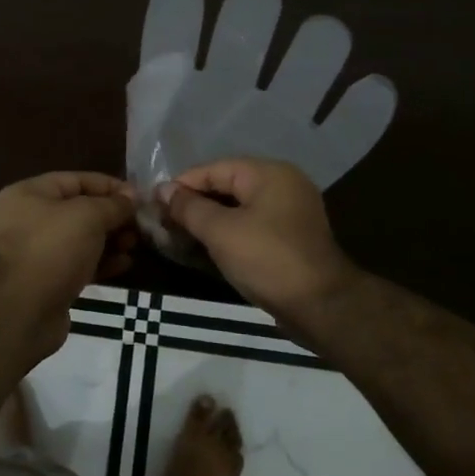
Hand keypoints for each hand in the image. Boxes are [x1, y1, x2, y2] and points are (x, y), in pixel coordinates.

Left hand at [0, 172, 136, 353]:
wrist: (25, 311)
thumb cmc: (54, 249)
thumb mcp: (89, 216)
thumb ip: (114, 204)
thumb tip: (132, 197)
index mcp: (28, 194)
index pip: (76, 180)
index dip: (110, 186)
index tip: (139, 197)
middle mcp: (26, 219)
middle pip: (78, 210)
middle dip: (112, 216)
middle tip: (140, 226)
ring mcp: (35, 252)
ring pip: (80, 239)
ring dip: (110, 240)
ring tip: (134, 245)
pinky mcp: (45, 280)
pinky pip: (77, 263)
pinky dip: (100, 262)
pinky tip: (124, 265)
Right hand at [160, 158, 357, 321]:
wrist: (321, 306)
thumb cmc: (267, 259)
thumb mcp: (220, 231)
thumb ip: (189, 207)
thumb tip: (162, 189)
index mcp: (269, 173)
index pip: (213, 169)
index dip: (181, 185)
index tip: (153, 205)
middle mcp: (282, 184)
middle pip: (226, 186)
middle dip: (193, 204)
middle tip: (162, 224)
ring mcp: (290, 212)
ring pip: (238, 208)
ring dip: (209, 220)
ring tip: (178, 237)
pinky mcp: (291, 238)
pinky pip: (251, 226)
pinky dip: (228, 233)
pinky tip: (206, 248)